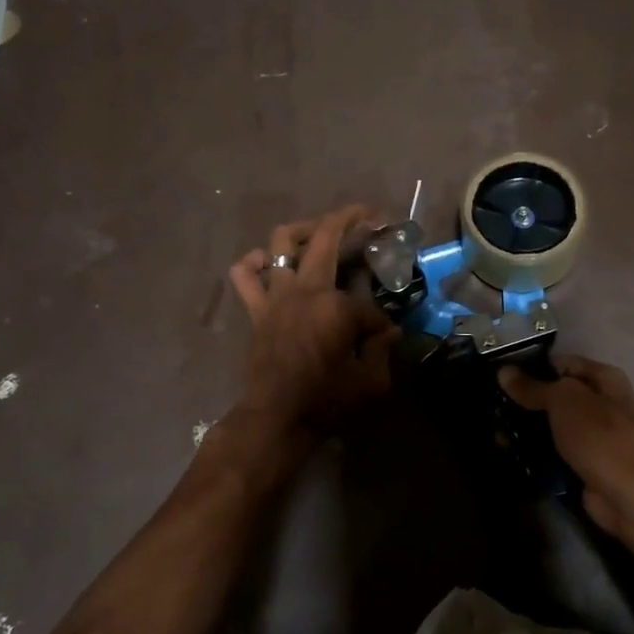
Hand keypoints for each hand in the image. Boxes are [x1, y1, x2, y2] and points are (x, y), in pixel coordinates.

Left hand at [228, 205, 395, 431]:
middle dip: (351, 219)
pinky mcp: (257, 309)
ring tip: (320, 231)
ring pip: (282, 241)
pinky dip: (254, 263)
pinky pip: (245, 275)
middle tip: (370, 216)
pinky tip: (268, 262)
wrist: (276, 418)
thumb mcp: (372, 381)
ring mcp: (277, 295)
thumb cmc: (326, 401)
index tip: (386, 334)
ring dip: (303, 229)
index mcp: (337, 307)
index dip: (381, 319)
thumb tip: (388, 331)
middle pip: (327, 237)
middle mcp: (306, 289)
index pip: (368, 302)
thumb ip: (382, 350)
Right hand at [499, 356, 633, 541]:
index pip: (561, 363)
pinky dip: (533, 454)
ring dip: (525, 429)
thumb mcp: (565, 401)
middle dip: (524, 401)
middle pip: (554, 396)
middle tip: (490, 405)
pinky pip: (552, 453)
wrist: (631, 496)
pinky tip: (507, 453)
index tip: (499, 375)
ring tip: (492, 431)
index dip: (531, 366)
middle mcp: (600, 404)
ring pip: (550, 426)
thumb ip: (534, 387)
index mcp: (604, 379)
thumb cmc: (601, 437)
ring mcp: (592, 437)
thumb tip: (504, 372)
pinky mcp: (583, 465)